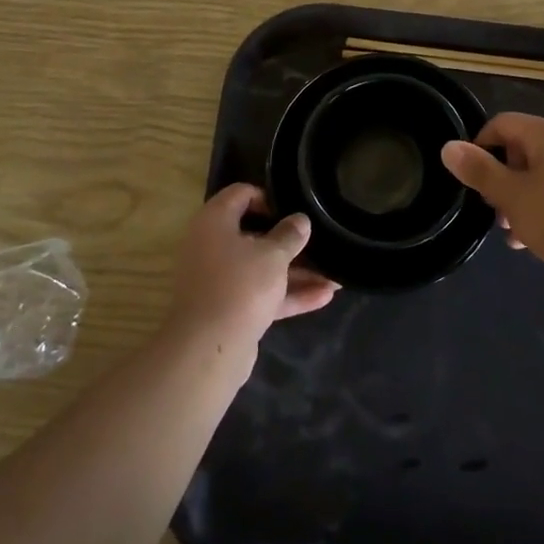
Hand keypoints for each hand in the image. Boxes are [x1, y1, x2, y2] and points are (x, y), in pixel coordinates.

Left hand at [165, 184, 337, 350]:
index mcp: (214, 222)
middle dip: (289, 241)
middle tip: (318, 240)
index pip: (240, 194)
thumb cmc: (240, 285)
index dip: (268, 197)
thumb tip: (300, 220)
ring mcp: (220, 280)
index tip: (293, 209)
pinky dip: (289, 294)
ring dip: (296, 272)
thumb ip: (290, 234)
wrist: (209, 349)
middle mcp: (212, 246)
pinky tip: (324, 296)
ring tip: (335, 274)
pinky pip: (262, 294)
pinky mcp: (230, 309)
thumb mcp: (273, 255)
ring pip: (261, 268)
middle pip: (254, 234)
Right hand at [441, 113, 543, 281]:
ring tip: (511, 232)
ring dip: (519, 199)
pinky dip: (542, 210)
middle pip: (521, 150)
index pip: (502, 123)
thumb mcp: (510, 196)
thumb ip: (479, 170)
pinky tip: (534, 241)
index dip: (479, 146)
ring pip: (540, 176)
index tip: (470, 178)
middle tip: (491, 209)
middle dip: (500, 179)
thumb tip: (449, 147)